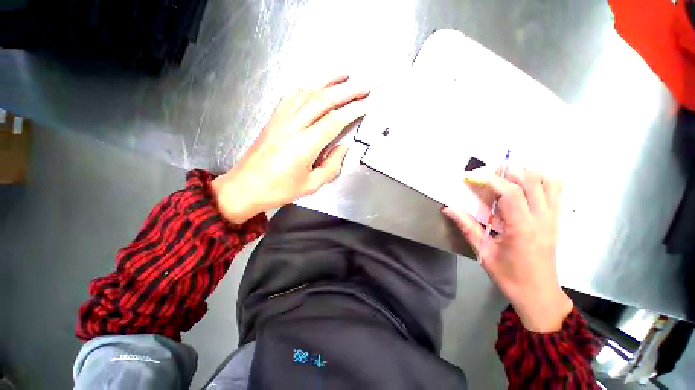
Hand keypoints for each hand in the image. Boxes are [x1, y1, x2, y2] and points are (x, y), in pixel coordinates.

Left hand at [212, 75, 368, 223]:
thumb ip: (332, 165)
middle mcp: (293, 126)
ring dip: (326, 81)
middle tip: (361, 87)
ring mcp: (281, 119)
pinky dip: (306, 87)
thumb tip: (343, 148)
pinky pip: (291, 96)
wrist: (246, 186)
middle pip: (322, 100)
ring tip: (342, 75)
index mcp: (304, 145)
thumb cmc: (279, 189)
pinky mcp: (273, 118)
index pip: (334, 121)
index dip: (353, 111)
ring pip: (306, 91)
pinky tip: (314, 85)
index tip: (366, 105)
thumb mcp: (312, 184)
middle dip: (345, 91)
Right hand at [443, 167, 572, 332]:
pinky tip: (524, 184)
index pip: (510, 192)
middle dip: (506, 170)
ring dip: (525, 172)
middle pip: (531, 180)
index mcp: (522, 228)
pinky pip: (555, 190)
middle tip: (485, 173)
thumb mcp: (483, 252)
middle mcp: (542, 218)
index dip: (489, 179)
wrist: (539, 294)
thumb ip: (466, 226)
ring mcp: (553, 218)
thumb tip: (448, 209)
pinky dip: (540, 179)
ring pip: (548, 181)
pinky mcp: (556, 220)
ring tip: (504, 175)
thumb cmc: (509, 276)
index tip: (471, 177)